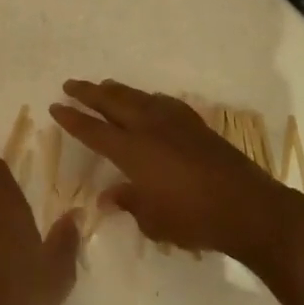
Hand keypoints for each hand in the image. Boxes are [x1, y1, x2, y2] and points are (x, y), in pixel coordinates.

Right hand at [50, 79, 303, 269]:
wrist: (248, 207)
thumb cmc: (193, 219)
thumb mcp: (153, 220)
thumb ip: (129, 202)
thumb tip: (110, 196)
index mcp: (132, 151)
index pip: (93, 130)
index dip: (72, 118)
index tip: (55, 106)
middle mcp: (149, 128)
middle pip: (112, 102)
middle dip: (89, 92)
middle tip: (71, 84)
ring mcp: (174, 122)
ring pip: (138, 97)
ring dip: (117, 90)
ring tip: (103, 86)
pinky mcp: (195, 125)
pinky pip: (162, 102)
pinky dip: (147, 98)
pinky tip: (148, 101)